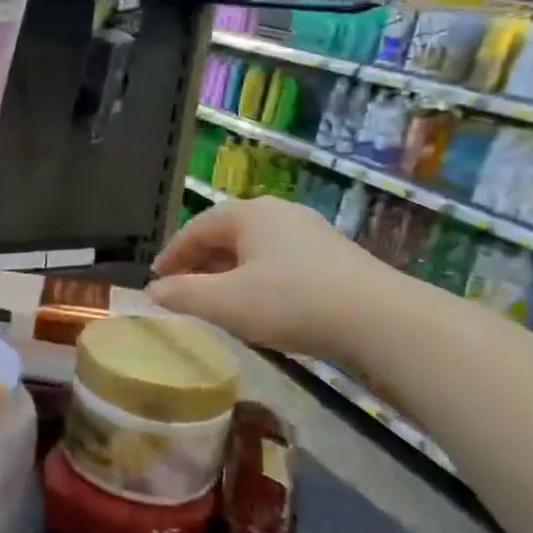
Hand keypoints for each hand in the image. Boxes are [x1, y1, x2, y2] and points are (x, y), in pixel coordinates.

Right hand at [148, 196, 393, 358]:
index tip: (156, 280)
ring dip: (228, 271)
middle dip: (199, 262)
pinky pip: (279, 261)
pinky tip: (260, 304)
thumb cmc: (291, 302)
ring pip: (254, 249)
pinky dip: (257, 278)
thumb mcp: (226, 303)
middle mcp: (278, 213)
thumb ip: (183, 295)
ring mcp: (310, 232)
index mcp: (248, 214)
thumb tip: (152, 292)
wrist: (380, 320)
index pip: (196, 228)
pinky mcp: (334, 257)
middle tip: (181, 289)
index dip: (172, 254)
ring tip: (216, 299)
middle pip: (226, 234)